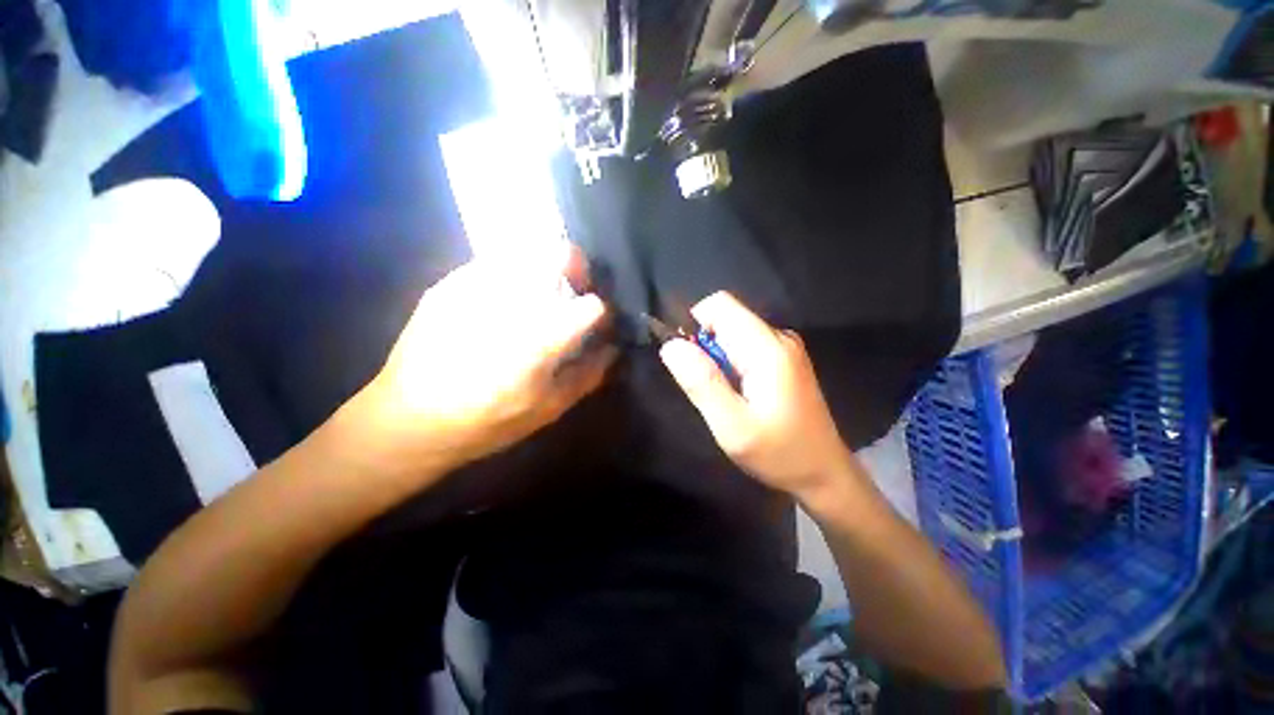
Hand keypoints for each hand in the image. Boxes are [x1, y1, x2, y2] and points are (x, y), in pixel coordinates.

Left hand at [342, 245, 615, 482]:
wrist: (408, 420)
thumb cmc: (487, 421)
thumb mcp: (548, 408)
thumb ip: (588, 375)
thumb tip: (610, 349)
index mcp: (542, 337)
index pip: (592, 305)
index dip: (600, 312)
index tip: (594, 322)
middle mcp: (513, 300)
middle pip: (560, 254)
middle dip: (576, 268)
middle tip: (571, 289)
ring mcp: (477, 285)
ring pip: (526, 250)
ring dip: (542, 267)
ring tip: (536, 294)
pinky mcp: (449, 284)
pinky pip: (493, 263)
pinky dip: (509, 274)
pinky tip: (500, 302)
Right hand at [659, 292, 859, 500]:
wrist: (824, 472)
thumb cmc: (779, 453)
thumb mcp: (732, 426)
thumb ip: (702, 382)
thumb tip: (670, 345)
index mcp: (767, 347)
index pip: (719, 305)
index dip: (695, 325)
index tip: (691, 363)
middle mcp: (778, 336)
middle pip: (725, 318)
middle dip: (705, 347)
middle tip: (710, 389)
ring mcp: (784, 346)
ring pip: (732, 333)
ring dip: (717, 358)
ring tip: (726, 395)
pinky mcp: (784, 358)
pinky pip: (744, 345)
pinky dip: (731, 364)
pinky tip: (741, 394)